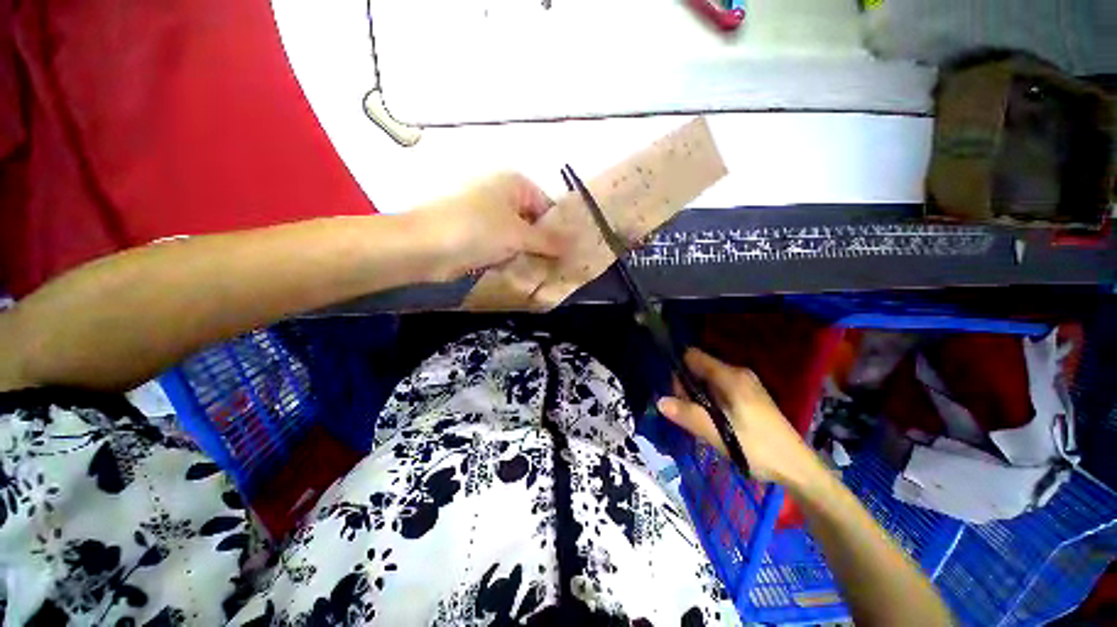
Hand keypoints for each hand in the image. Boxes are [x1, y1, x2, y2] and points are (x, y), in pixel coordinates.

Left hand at [413, 173, 565, 280]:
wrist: (426, 247)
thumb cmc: (478, 231)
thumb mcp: (520, 235)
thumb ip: (549, 241)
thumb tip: (576, 245)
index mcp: (515, 184)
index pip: (548, 208)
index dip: (559, 231)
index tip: (568, 255)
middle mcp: (503, 196)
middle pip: (534, 223)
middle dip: (544, 246)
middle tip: (558, 268)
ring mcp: (489, 216)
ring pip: (519, 237)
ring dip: (529, 254)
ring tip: (542, 273)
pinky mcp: (478, 235)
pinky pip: (504, 246)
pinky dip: (512, 258)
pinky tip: (520, 272)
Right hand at [656, 349, 823, 486]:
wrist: (797, 467)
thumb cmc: (757, 448)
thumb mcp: (718, 434)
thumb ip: (687, 415)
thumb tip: (659, 401)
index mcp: (730, 376)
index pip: (693, 356)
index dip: (678, 368)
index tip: (672, 390)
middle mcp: (738, 373)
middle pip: (699, 368)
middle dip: (686, 385)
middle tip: (683, 410)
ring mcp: (745, 384)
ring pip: (709, 380)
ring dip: (697, 394)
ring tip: (696, 418)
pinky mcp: (749, 396)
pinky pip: (719, 389)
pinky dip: (709, 399)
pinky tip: (710, 419)